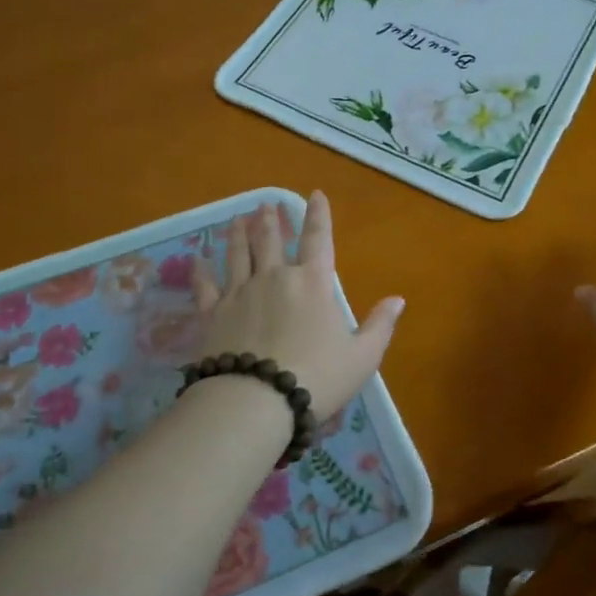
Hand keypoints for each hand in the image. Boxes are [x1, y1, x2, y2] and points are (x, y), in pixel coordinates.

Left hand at [191, 192, 404, 420]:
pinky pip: (206, 285)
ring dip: (238, 234)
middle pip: (270, 240)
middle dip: (270, 220)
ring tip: (237, 219)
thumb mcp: (362, 357)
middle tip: (265, 204)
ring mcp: (240, 292)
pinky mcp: (213, 313)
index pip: (318, 239)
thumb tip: (398, 299)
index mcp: (313, 282)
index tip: (315, 194)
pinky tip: (197, 259)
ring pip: (237, 254)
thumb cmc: (317, 377)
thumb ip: (380, 325)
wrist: (256, 401)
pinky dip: (201, 270)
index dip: (319, 215)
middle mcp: (274, 277)